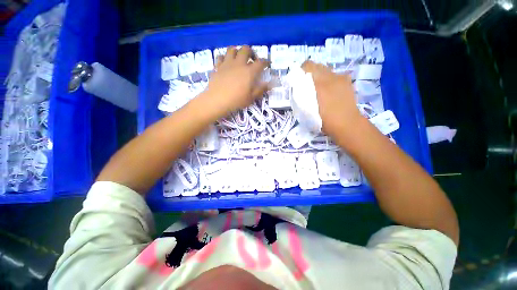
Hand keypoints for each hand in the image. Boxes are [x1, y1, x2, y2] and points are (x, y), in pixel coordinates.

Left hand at [200, 46, 269, 118]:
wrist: (218, 101)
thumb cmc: (237, 100)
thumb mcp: (251, 97)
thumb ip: (261, 89)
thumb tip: (270, 84)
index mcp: (249, 72)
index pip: (260, 62)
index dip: (265, 62)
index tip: (267, 64)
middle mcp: (239, 63)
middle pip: (246, 49)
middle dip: (251, 52)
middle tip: (252, 59)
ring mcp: (227, 63)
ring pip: (232, 49)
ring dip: (237, 51)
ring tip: (238, 58)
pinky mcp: (217, 66)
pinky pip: (221, 56)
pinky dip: (224, 58)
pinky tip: (226, 63)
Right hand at [301, 61, 362, 137]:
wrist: (346, 124)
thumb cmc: (323, 120)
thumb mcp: (307, 110)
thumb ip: (302, 96)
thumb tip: (299, 87)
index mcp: (319, 84)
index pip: (308, 66)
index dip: (301, 70)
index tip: (298, 80)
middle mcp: (330, 77)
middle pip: (317, 66)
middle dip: (310, 73)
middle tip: (307, 85)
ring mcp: (340, 78)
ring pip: (326, 70)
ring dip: (320, 76)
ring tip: (319, 89)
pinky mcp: (347, 82)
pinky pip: (334, 76)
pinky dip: (329, 80)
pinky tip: (330, 91)